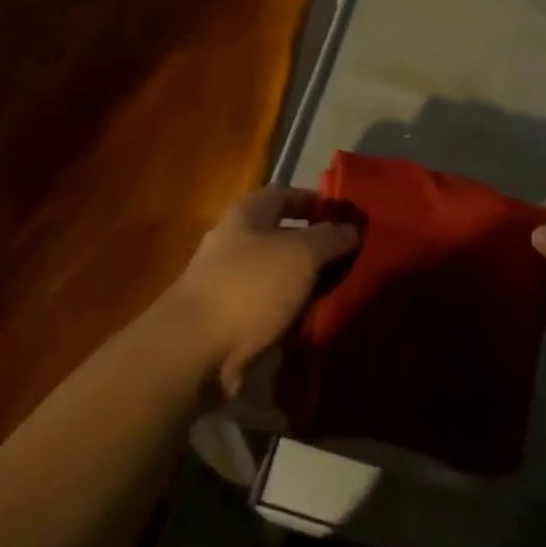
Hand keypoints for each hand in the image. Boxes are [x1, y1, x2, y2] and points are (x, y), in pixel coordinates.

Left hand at [163, 186, 359, 398]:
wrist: (193, 352)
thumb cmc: (250, 287)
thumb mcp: (302, 254)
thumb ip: (330, 238)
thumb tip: (351, 229)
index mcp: (247, 215)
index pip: (285, 194)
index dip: (315, 201)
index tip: (346, 217)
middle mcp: (234, 243)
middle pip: (282, 237)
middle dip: (315, 249)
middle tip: (351, 261)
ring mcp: (227, 284)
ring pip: (277, 277)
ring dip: (304, 286)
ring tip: (340, 295)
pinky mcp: (227, 323)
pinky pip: (268, 312)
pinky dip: (289, 317)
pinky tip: (314, 327)